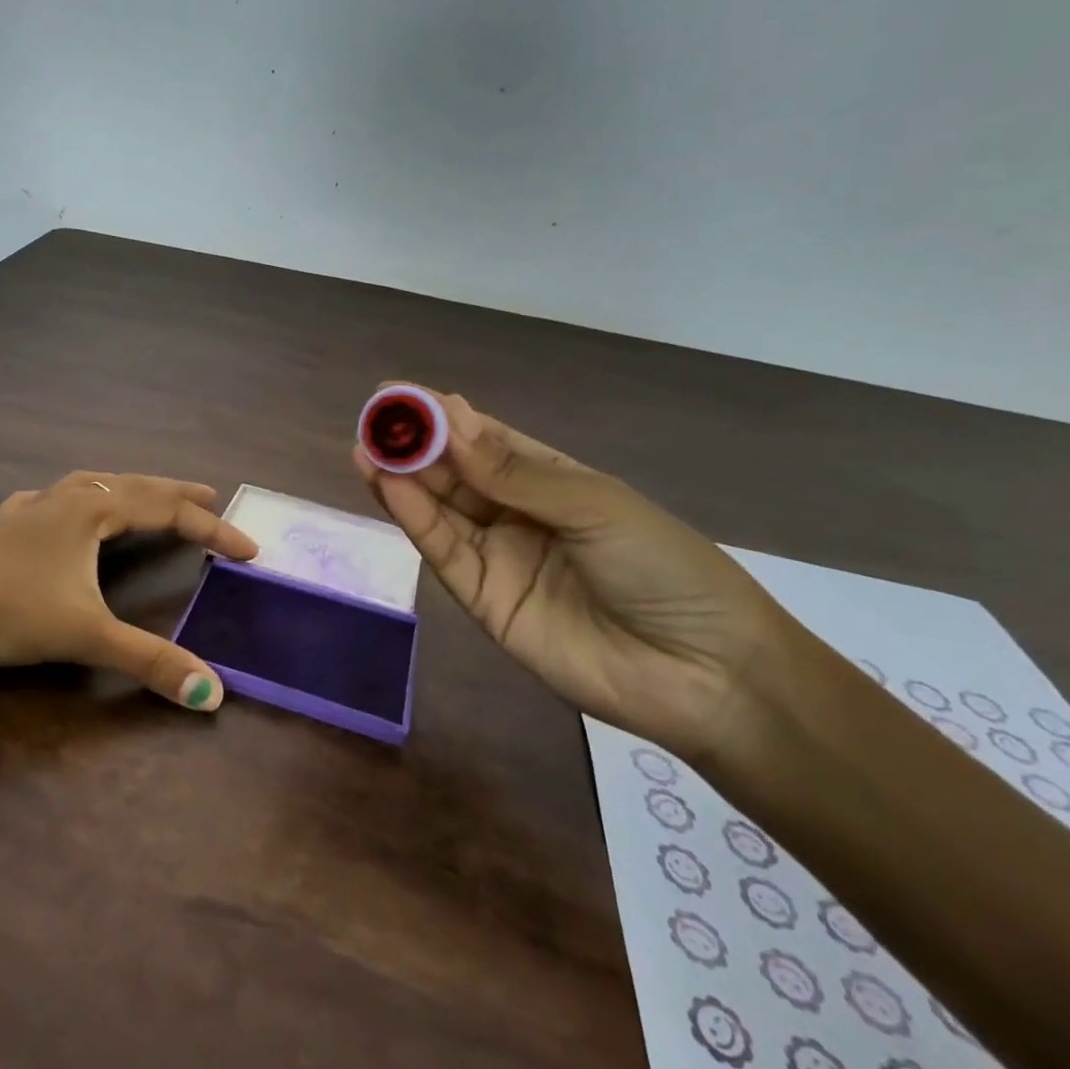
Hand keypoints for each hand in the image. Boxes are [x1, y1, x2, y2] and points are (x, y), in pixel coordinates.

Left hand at [0, 472, 258, 710]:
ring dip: (127, 489)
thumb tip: (214, 692)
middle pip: (134, 486)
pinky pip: (51, 502)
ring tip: (147, 495)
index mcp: (92, 511)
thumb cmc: (6, 608)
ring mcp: (32, 510)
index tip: (250, 550)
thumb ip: (149, 661)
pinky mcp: (4, 528)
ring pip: (92, 486)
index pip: (168, 513)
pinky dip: (72, 501)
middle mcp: (66, 499)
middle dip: (176, 494)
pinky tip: (60, 508)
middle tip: (211, 498)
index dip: (213, 532)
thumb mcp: (84, 634)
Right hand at [354, 389, 815, 759]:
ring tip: (366, 447)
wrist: (703, 674)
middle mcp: (515, 513)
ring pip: (439, 509)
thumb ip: (514, 473)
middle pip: (454, 473)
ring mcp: (496, 557)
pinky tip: (388, 487)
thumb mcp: (594, 506)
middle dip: (414, 444)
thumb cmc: (663, 568)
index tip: (400, 394)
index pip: (485, 440)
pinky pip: (443, 551)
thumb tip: (450, 423)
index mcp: (551, 480)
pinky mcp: (481, 599)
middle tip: (373, 420)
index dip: (443, 417)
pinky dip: (414, 518)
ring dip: (402, 478)